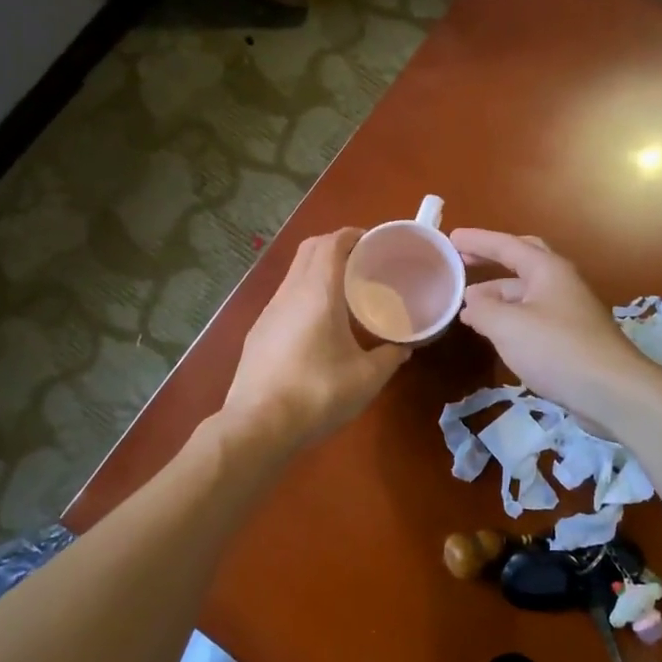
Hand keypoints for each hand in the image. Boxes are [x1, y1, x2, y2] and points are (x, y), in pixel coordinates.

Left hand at [222, 228, 409, 450]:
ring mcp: (269, 312)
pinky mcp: (258, 333)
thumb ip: (390, 357)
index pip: (331, 243)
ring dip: (318, 269)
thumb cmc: (317, 394)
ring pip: (294, 273)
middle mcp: (290, 293)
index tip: (374, 241)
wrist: (258, 426)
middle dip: (335, 245)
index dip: (353, 235)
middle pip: (309, 249)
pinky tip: (318, 323)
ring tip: (344, 290)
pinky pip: (285, 297)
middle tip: (363, 261)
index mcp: (317, 293)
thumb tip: (404, 348)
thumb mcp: (366, 379)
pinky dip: (304, 293)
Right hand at [450, 229, 661, 426]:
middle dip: (491, 260)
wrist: (612, 391)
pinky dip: (509, 317)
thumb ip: (483, 309)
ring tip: (467, 307)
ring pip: (525, 293)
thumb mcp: (508, 326)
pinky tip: (494, 333)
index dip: (477, 241)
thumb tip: (472, 299)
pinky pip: (532, 316)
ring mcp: (568, 310)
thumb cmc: (557, 349)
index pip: (506, 245)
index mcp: (547, 269)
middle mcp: (560, 282)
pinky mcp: (571, 336)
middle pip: (522, 261)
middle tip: (463, 263)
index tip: (450, 238)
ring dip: (496, 295)